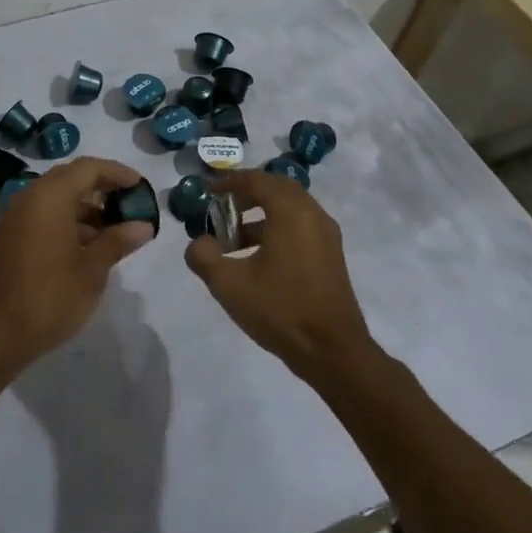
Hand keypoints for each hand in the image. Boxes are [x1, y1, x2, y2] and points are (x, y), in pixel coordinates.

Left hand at [0, 157, 154, 381]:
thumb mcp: (92, 271)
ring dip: (86, 209)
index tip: (141, 186)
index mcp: (50, 197)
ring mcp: (15, 219)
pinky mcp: (9, 239)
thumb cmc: (48, 297)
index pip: (88, 168)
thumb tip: (143, 225)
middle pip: (70, 179)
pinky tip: (87, 248)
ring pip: (56, 200)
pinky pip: (43, 217)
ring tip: (115, 232)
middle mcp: (29, 198)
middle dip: (102, 188)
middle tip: (130, 205)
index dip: (117, 173)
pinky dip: (67, 223)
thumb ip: (117, 241)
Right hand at [184, 170, 372, 378]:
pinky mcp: (331, 254)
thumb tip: (198, 243)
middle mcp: (312, 214)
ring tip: (233, 237)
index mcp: (290, 212)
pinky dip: (277, 227)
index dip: (229, 182)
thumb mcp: (229, 285)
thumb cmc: (280, 310)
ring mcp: (326, 235)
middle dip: (247, 192)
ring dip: (261, 212)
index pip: (257, 180)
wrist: (333, 352)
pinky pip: (300, 224)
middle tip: (221, 207)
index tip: (207, 191)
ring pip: (290, 207)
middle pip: (277, 187)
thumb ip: (204, 256)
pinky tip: (257, 256)